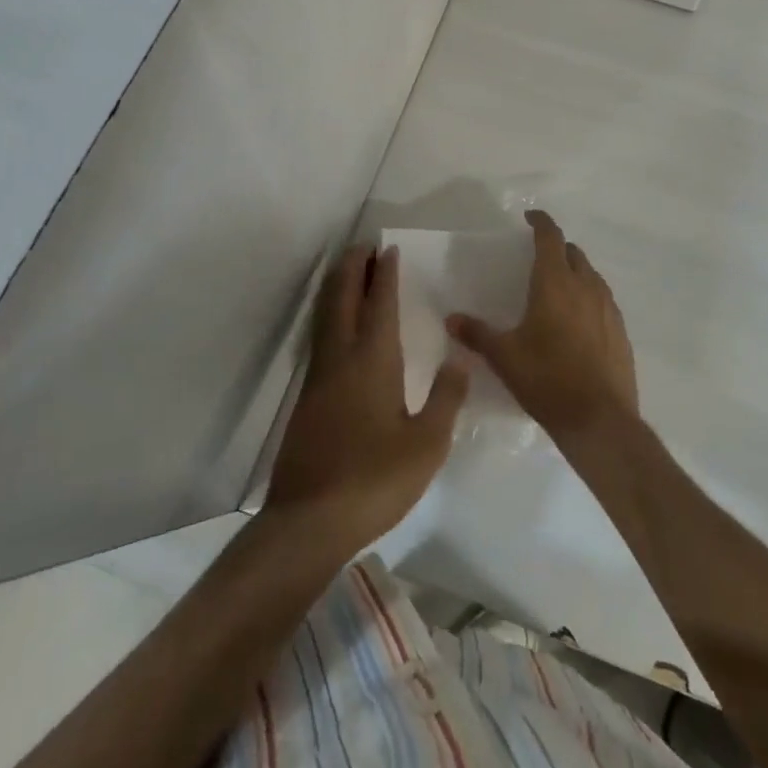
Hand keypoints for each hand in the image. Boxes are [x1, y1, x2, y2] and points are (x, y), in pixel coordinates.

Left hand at [266, 245, 467, 554]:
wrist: (308, 520)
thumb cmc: (374, 479)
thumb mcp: (427, 445)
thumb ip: (446, 398)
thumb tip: (460, 358)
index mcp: (372, 360)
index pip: (379, 303)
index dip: (384, 274)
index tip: (388, 249)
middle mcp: (341, 356)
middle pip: (342, 296)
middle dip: (353, 267)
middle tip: (365, 246)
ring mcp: (319, 375)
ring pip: (325, 313)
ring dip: (338, 285)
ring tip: (351, 270)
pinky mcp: (307, 395)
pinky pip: (320, 334)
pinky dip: (330, 311)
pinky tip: (339, 324)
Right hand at [447, 209, 638, 443]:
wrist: (600, 421)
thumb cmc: (547, 379)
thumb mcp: (504, 357)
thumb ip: (477, 334)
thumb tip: (451, 319)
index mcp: (555, 282)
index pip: (550, 237)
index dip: (541, 222)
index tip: (530, 217)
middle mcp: (585, 286)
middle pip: (573, 253)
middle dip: (557, 248)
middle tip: (538, 257)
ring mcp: (608, 308)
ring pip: (591, 276)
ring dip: (575, 272)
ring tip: (557, 288)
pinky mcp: (621, 331)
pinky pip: (603, 301)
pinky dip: (589, 298)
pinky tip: (578, 322)